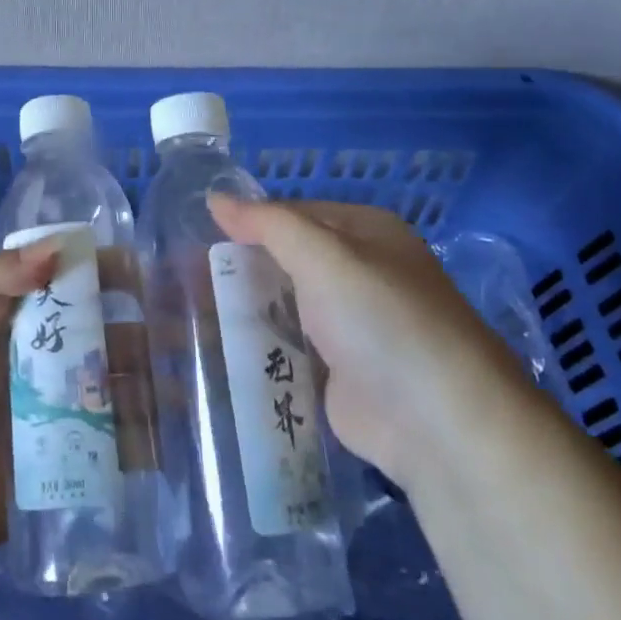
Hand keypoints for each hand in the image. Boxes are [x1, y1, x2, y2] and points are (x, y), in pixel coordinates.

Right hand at [207, 195, 508, 472]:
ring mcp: (349, 324)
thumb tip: (214, 196)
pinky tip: (216, 346)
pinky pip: (288, 347)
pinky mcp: (338, 371)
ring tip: (187, 308)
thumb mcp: (323, 255)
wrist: (436, 422)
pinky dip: (259, 346)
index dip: (247, 221)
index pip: (292, 214)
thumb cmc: (380, 318)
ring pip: (284, 304)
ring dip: (245, 307)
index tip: (195, 234)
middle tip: (184, 274)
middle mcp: (360, 272)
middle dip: (241, 266)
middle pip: (286, 259)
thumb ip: (267, 224)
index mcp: (366, 233)